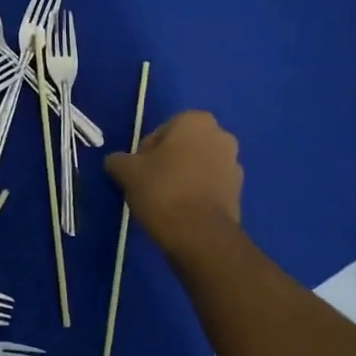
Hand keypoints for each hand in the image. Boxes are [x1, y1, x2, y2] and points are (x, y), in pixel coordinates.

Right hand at [105, 110, 242, 252]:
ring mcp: (234, 164)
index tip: (138, 171)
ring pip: (197, 166)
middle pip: (182, 147)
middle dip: (167, 162)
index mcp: (196, 121)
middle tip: (149, 184)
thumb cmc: (163, 190)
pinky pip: (210, 186)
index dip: (146, 151)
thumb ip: (118, 160)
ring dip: (183, 178)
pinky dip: (197, 194)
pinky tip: (181, 212)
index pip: (161, 131)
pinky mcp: (239, 192)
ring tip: (164, 201)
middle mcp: (220, 136)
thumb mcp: (127, 171)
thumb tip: (116, 162)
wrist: (200, 235)